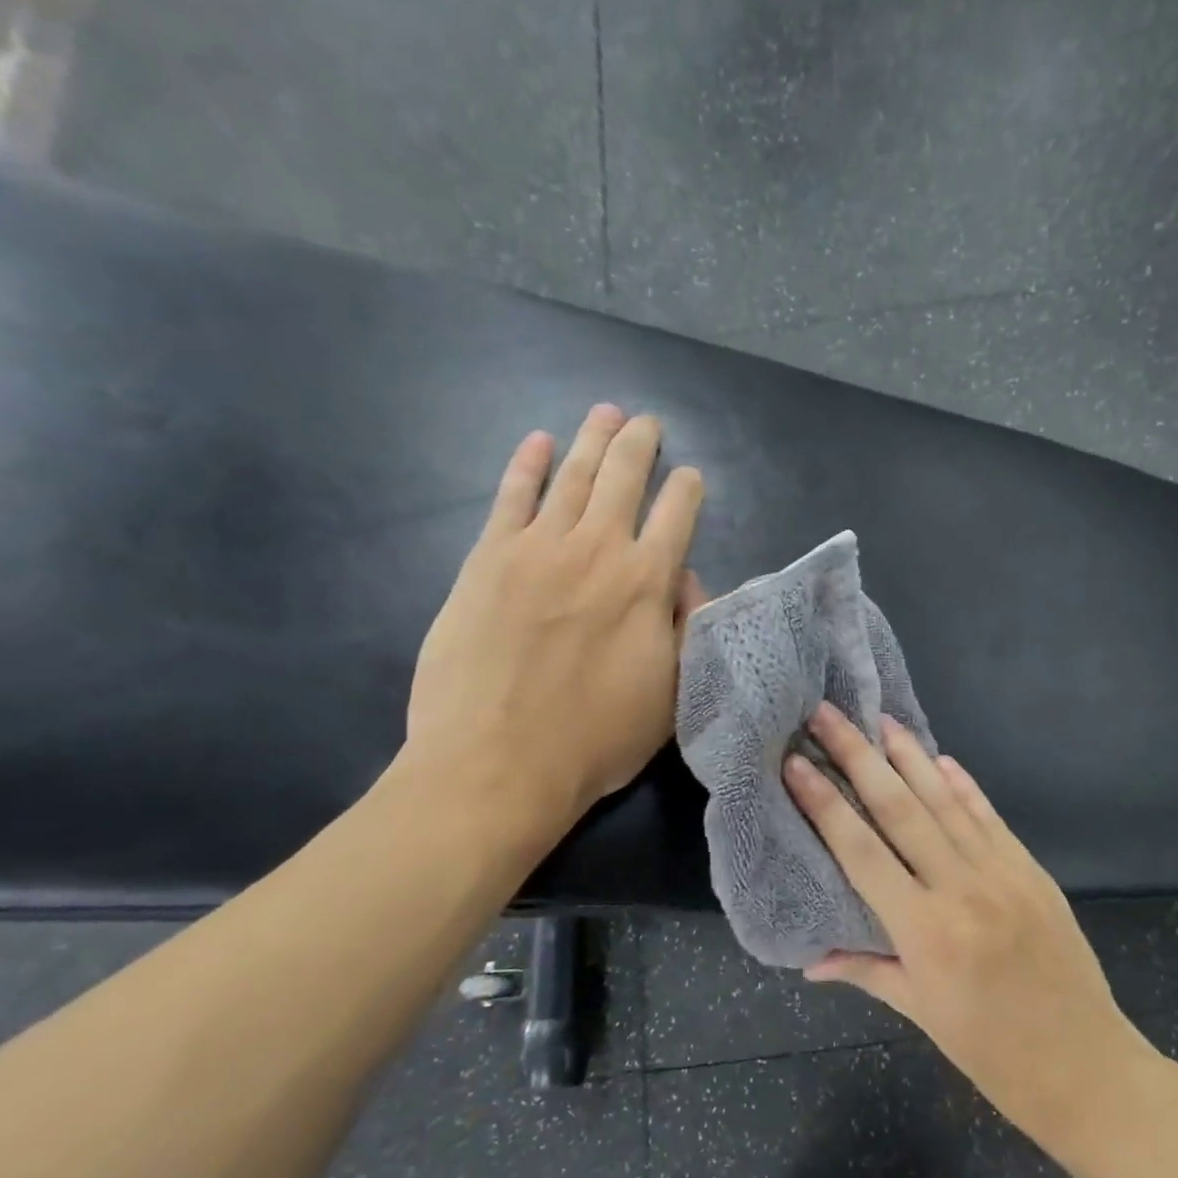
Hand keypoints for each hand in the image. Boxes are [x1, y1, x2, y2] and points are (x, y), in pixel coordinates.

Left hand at [404, 404, 704, 845]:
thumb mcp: (669, 697)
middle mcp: (597, 550)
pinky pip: (510, 497)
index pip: (676, 516)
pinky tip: (538, 443)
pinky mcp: (486, 560)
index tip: (690, 477)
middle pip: (624, 478)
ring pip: (572, 477)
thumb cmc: (595, 740)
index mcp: (647, 584)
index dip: (687, 491)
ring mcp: (537, 549)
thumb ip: (682, 630)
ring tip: (606, 413)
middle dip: (640, 445)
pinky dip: (526, 465)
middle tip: (647, 422)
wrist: (497, 763)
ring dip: (592, 440)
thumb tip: (683, 582)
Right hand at [784, 702, 1144, 1146]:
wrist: (1086, 1065)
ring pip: (946, 801)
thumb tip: (809, 960)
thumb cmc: (993, 1053)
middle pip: (900, 809)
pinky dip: (964, 785)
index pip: (861, 852)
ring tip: (880, 719)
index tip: (797, 763)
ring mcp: (1003, 873)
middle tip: (828, 715)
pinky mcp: (1032, 870)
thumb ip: (867, 971)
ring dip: (910, 756)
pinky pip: (990, 817)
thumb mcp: (922, 1014)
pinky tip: (943, 759)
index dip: (825, 803)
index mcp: (925, 931)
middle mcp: (961, 888)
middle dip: (859, 756)